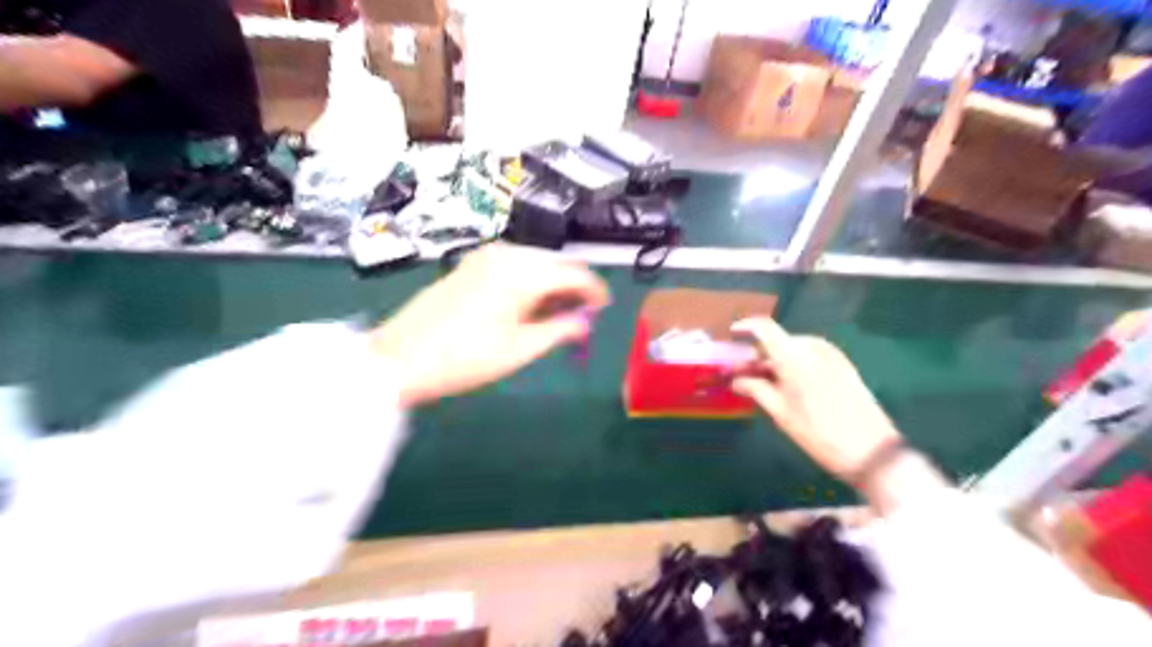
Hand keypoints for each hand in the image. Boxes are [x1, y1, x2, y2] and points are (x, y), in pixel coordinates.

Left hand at [372, 246, 605, 405]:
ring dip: (551, 286)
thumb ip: (560, 331)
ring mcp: (485, 257)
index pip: (574, 273)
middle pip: (555, 264)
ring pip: (535, 264)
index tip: (604, 308)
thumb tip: (584, 322)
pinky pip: (514, 267)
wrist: (400, 358)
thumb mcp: (520, 350)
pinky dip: (529, 283)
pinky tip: (528, 307)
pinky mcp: (471, 265)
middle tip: (581, 318)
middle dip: (573, 288)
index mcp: (521, 272)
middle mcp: (506, 254)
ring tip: (556, 317)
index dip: (594, 290)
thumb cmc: (464, 358)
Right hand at [726, 316, 909, 479]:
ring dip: (776, 361)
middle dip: (758, 354)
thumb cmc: (817, 432)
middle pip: (778, 341)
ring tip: (764, 382)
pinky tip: (788, 385)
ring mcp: (831, 355)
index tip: (732, 335)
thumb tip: (736, 381)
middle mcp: (813, 347)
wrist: (869, 450)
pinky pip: (810, 357)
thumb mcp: (780, 412)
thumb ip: (755, 389)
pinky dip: (794, 364)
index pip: (764, 328)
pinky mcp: (843, 365)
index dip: (745, 327)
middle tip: (743, 372)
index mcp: (794, 355)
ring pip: (794, 350)